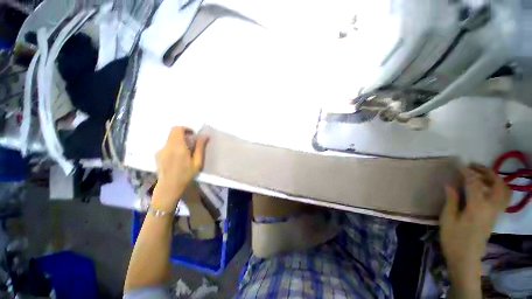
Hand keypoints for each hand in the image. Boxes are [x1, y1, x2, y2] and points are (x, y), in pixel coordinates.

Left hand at [152, 127, 208, 211]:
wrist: (169, 187)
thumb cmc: (186, 175)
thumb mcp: (197, 162)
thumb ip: (200, 147)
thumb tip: (205, 136)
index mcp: (178, 147)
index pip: (177, 129)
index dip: (185, 129)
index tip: (193, 134)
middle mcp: (167, 146)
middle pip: (173, 132)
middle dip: (183, 134)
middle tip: (191, 142)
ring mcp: (161, 150)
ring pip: (170, 139)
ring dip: (178, 141)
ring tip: (185, 152)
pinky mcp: (157, 155)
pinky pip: (167, 145)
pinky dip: (174, 146)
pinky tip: (178, 157)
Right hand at [440, 164, 510, 284]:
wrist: (466, 258)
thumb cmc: (454, 238)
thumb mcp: (448, 219)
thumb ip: (452, 200)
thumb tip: (450, 184)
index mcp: (478, 207)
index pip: (474, 183)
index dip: (467, 172)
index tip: (458, 166)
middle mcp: (491, 207)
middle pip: (497, 184)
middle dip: (486, 172)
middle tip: (473, 167)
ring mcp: (495, 212)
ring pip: (504, 190)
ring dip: (494, 179)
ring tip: (481, 174)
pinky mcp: (495, 216)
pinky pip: (502, 197)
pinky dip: (497, 188)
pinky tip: (485, 188)